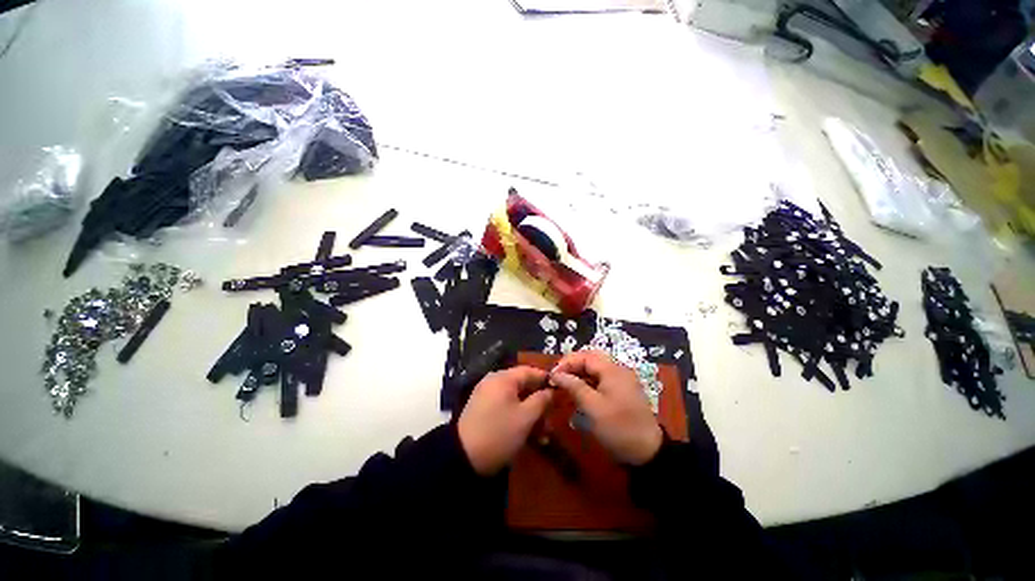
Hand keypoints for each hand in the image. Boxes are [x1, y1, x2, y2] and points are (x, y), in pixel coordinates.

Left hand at [458, 366, 552, 475]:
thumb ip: (541, 400)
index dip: (546, 380)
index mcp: (503, 378)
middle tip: (552, 416)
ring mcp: (486, 394)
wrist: (463, 458)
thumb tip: (551, 390)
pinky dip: (517, 416)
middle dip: (538, 400)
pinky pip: (505, 406)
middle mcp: (493, 381)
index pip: (529, 371)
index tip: (560, 391)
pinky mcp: (482, 408)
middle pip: (522, 384)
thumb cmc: (499, 433)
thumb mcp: (526, 417)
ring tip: (542, 432)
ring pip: (515, 398)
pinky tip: (526, 433)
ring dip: (530, 412)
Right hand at [549, 350, 662, 465]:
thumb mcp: (592, 407)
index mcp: (612, 370)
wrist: (648, 452)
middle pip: (591, 359)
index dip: (567, 363)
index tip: (552, 375)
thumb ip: (573, 386)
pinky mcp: (623, 391)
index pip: (585, 356)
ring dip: (579, 374)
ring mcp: (622, 380)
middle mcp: (618, 370)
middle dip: (572, 366)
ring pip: (596, 369)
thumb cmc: (617, 427)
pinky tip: (579, 393)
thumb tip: (556, 374)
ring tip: (565, 385)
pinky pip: (601, 379)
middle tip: (558, 377)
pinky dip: (588, 382)